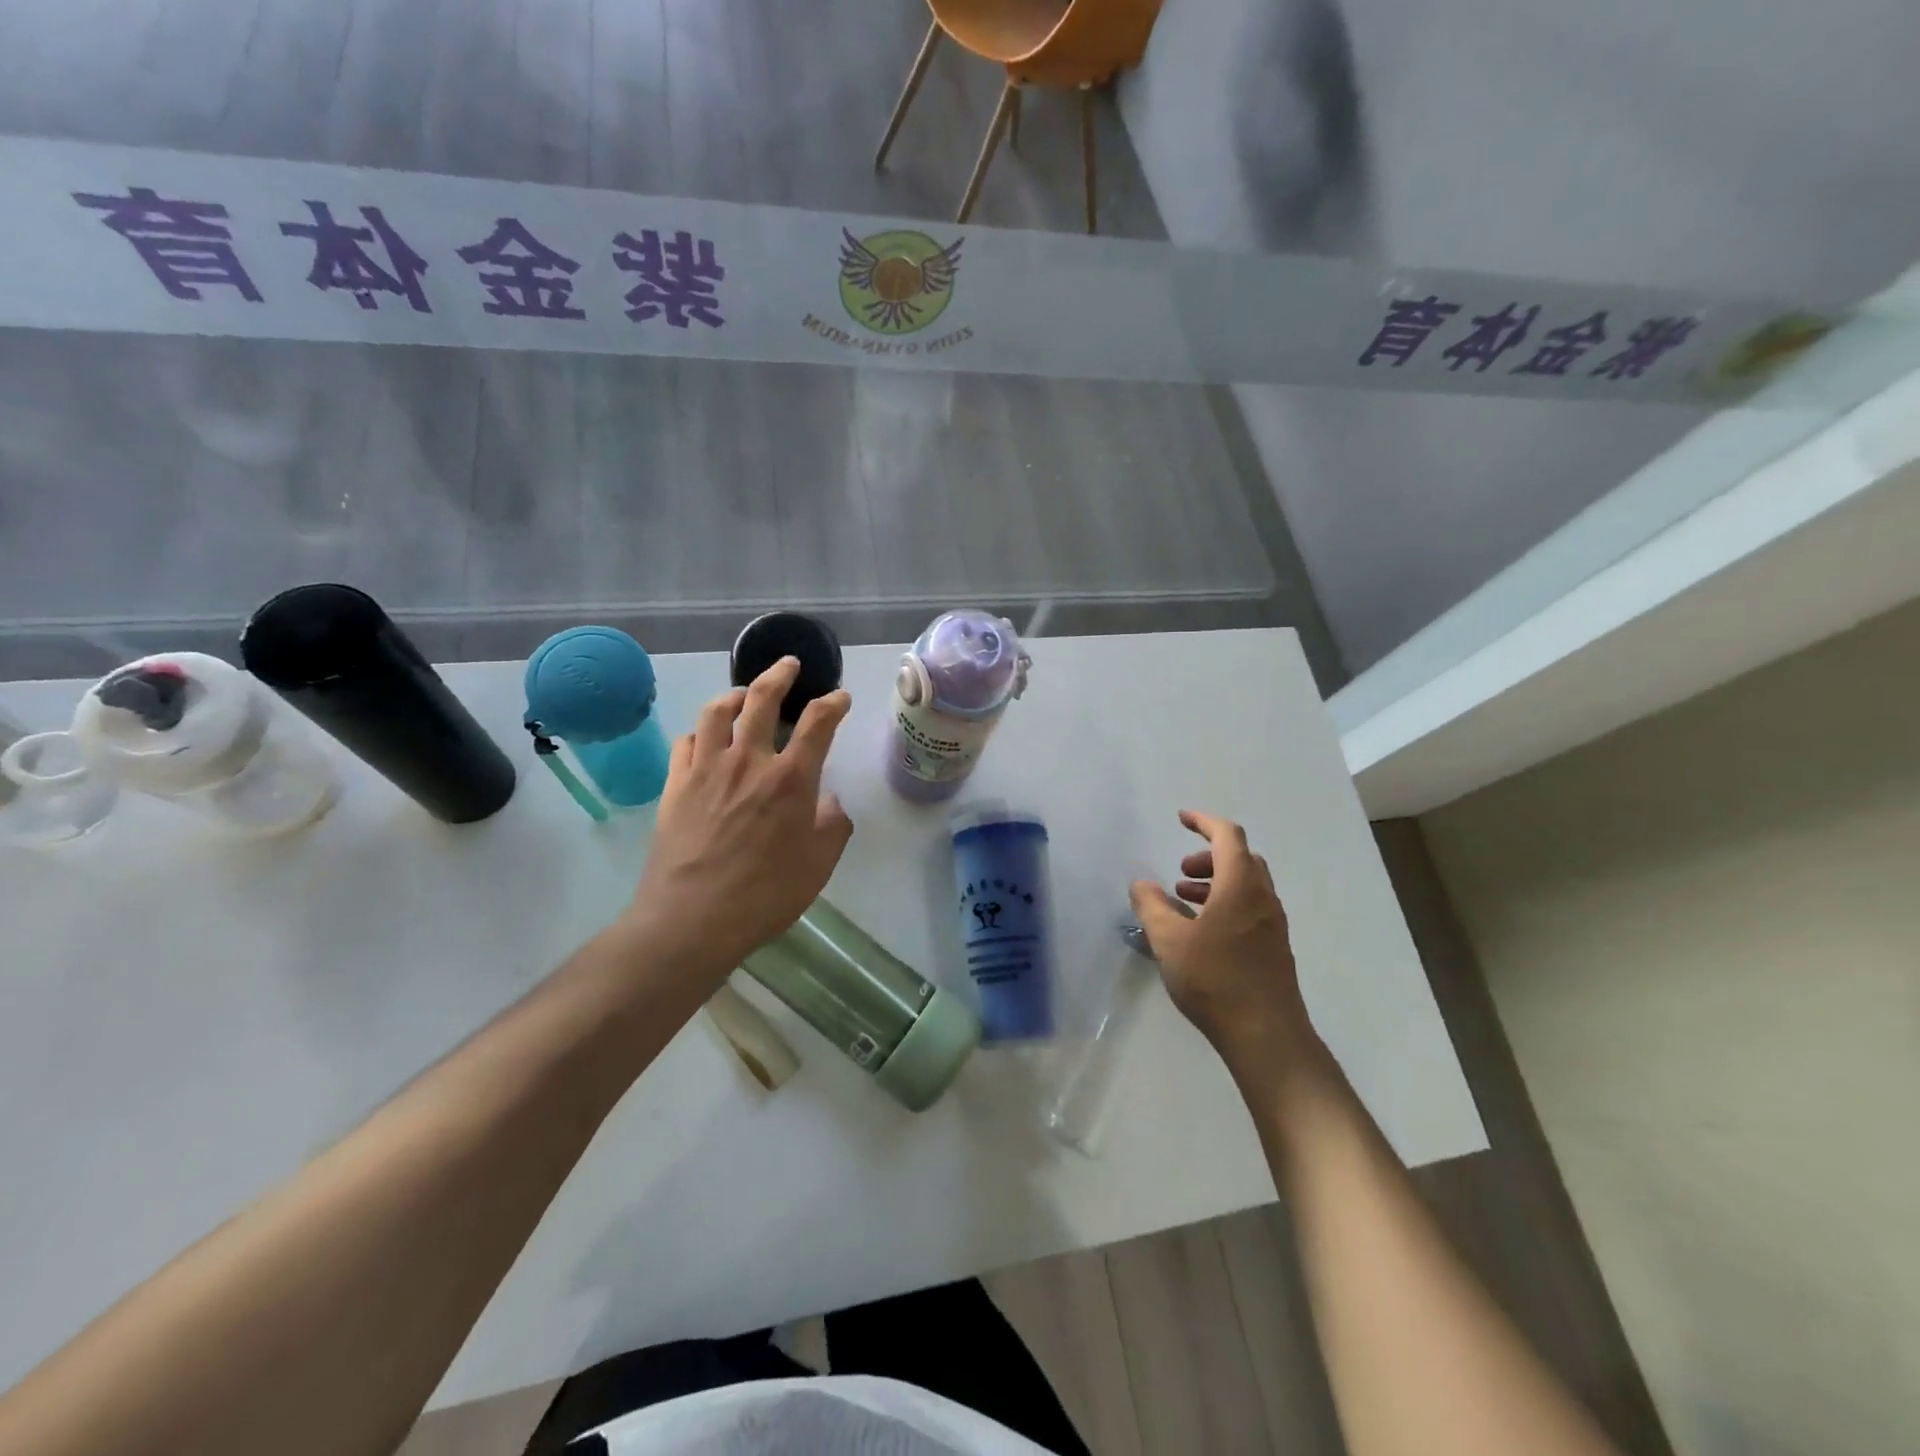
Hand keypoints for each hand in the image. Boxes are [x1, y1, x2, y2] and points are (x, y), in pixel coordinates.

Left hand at [624, 657, 853, 987]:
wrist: (692, 919)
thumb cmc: (765, 895)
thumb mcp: (819, 865)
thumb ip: (832, 826)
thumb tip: (829, 801)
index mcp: (790, 779)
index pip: (817, 722)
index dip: (832, 703)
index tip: (839, 697)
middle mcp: (748, 761)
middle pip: (761, 699)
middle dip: (780, 674)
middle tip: (789, 664)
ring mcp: (706, 769)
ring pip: (716, 711)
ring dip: (734, 693)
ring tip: (743, 692)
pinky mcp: (675, 785)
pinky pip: (685, 742)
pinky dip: (700, 732)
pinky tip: (705, 737)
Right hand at [1129, 810, 1316, 1071]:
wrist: (1266, 1035)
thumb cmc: (1214, 979)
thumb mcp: (1169, 940)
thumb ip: (1151, 906)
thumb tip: (1141, 883)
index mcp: (1240, 886)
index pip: (1227, 836)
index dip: (1204, 822)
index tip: (1181, 819)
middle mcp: (1263, 898)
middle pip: (1241, 859)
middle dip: (1208, 856)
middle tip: (1180, 873)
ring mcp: (1273, 924)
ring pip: (1246, 885)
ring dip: (1216, 882)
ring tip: (1183, 902)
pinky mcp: (1274, 948)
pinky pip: (1250, 908)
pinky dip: (1226, 904)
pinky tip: (1202, 932)